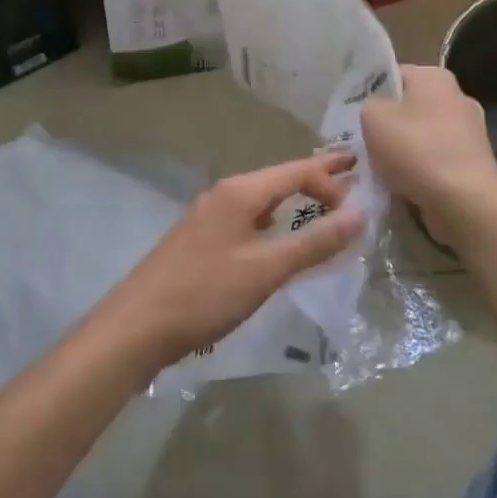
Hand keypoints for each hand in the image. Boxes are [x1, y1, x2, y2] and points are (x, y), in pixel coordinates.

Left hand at [93, 153, 364, 372]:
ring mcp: (208, 216)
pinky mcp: (200, 240)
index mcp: (240, 192)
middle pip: (278, 179)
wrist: (137, 325)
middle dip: (314, 177)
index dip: (330, 182)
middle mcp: (224, 194)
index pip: (296, 171)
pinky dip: (273, 221)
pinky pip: (247, 220)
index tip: (358, 208)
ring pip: (262, 200)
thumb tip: (360, 214)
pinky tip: (278, 237)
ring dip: (294, 200)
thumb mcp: (265, 270)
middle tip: (351, 172)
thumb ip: (313, 243)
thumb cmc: (204, 294)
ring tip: (322, 204)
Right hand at [361, 66, 496, 243]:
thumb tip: (376, 111)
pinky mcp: (474, 162)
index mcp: (434, 77)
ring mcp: (470, 131)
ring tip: (380, 170)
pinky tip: (403, 185)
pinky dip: (420, 170)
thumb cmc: (415, 150)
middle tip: (363, 144)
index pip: (393, 75)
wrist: (464, 201)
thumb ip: (367, 105)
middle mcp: (457, 97)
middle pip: (408, 107)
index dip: (371, 94)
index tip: (355, 116)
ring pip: (422, 135)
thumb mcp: (372, 118)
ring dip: (403, 151)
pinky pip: (436, 160)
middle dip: (388, 125)